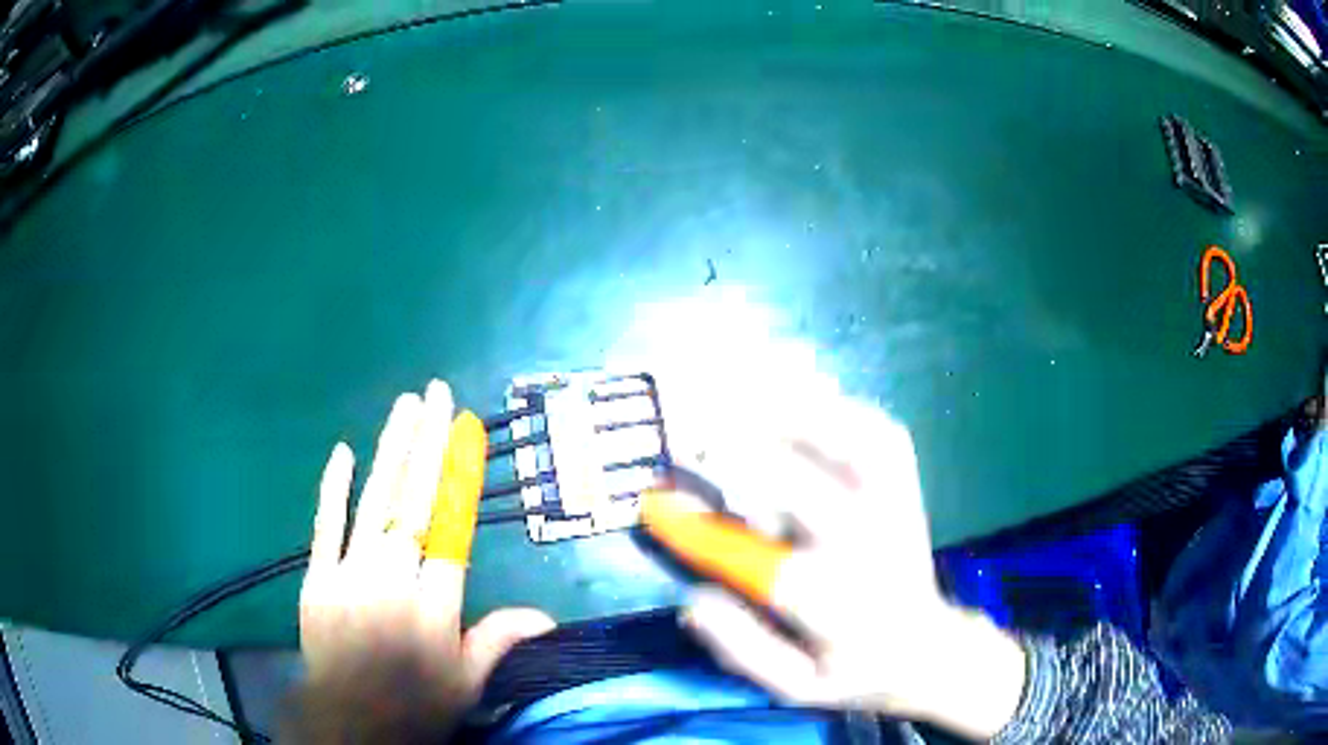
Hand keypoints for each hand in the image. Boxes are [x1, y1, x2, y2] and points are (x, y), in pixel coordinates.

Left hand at [288, 380, 554, 741]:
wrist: (350, 723)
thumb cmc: (416, 705)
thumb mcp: (467, 682)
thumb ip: (498, 640)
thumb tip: (546, 615)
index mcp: (436, 606)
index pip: (453, 528)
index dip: (459, 476)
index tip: (464, 435)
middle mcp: (394, 580)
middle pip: (413, 501)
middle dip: (426, 442)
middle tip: (435, 394)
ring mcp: (350, 575)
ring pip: (374, 502)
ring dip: (390, 449)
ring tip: (405, 405)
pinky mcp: (317, 578)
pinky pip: (325, 526)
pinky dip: (333, 488)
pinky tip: (344, 451)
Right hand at [649, 395, 1026, 739]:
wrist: (927, 645)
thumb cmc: (852, 671)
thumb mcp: (795, 688)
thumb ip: (746, 650)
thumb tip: (695, 601)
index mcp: (845, 613)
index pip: (772, 574)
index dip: (708, 537)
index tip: (656, 506)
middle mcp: (875, 554)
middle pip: (817, 497)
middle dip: (750, 463)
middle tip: (693, 440)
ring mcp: (899, 510)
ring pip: (861, 449)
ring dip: (800, 417)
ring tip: (743, 396)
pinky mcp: (908, 486)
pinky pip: (880, 433)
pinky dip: (841, 407)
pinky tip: (804, 395)